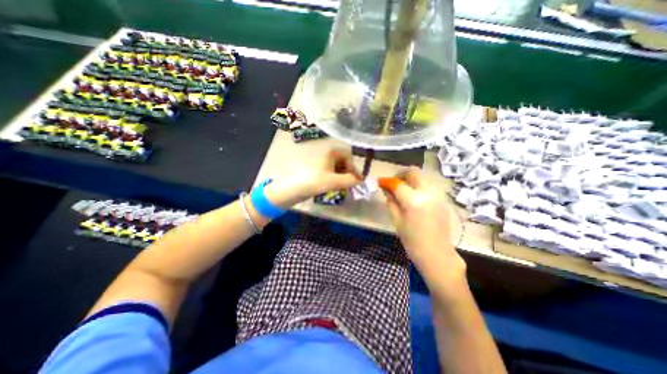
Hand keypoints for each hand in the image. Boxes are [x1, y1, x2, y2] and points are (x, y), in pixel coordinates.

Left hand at [264, 147, 361, 207]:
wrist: (292, 189)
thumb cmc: (314, 181)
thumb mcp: (334, 181)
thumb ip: (350, 180)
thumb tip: (360, 181)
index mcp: (331, 152)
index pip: (348, 156)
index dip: (353, 168)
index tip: (356, 180)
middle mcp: (326, 154)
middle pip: (343, 162)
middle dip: (348, 173)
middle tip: (350, 185)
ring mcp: (320, 162)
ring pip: (337, 168)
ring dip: (342, 177)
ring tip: (342, 187)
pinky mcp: (316, 171)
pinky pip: (330, 173)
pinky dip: (335, 179)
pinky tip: (334, 187)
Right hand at [378, 168, 464, 276]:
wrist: (437, 254)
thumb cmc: (412, 241)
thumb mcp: (397, 220)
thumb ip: (391, 201)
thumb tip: (385, 188)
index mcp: (413, 201)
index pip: (397, 183)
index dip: (387, 181)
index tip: (380, 182)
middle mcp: (428, 193)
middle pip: (414, 172)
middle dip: (401, 174)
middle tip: (393, 182)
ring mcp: (437, 195)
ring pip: (422, 177)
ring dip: (410, 179)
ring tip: (402, 189)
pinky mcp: (442, 199)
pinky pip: (428, 185)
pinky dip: (418, 185)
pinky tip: (413, 196)